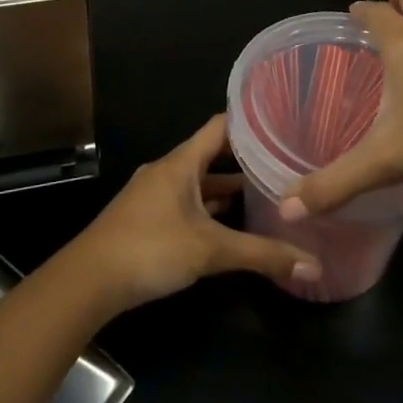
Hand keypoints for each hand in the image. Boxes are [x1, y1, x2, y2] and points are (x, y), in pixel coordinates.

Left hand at [68, 115, 320, 313]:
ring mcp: (155, 193)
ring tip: (267, 193)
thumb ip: (262, 255)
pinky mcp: (148, 217)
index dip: (250, 121)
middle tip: (284, 162)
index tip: (282, 121)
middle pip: (211, 154)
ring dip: (227, 187)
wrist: (89, 280)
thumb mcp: (211, 251)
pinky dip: (209, 207)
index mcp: (181, 162)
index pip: (220, 126)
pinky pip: (187, 201)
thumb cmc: (150, 249)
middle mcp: (168, 170)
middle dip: (246, 160)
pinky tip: (230, 224)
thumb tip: (314, 265)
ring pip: (199, 182)